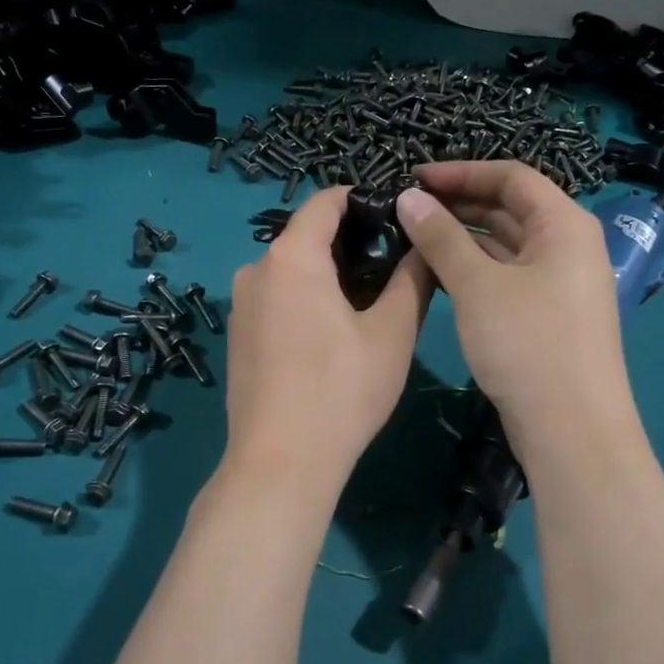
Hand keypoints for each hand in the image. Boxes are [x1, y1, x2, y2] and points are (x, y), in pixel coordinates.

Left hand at [223, 187, 433, 497]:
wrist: (281, 462)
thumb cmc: (342, 391)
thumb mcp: (393, 332)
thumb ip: (413, 278)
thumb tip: (426, 243)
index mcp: (290, 257)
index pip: (327, 201)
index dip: (365, 200)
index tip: (399, 218)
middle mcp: (255, 270)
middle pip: (307, 235)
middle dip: (351, 243)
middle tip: (395, 268)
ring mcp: (240, 305)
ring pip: (291, 270)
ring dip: (329, 275)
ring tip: (370, 304)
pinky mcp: (237, 336)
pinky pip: (276, 298)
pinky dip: (306, 300)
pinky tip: (332, 335)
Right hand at [396, 162, 631, 457]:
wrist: (572, 430)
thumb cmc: (527, 344)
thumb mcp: (477, 286)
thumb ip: (441, 237)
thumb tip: (408, 197)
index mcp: (564, 225)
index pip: (511, 176)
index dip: (461, 172)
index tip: (413, 178)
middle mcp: (569, 246)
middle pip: (511, 208)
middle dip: (459, 204)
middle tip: (407, 208)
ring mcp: (560, 283)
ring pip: (506, 245)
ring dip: (463, 237)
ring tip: (413, 237)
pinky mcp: (548, 315)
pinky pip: (508, 276)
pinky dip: (475, 269)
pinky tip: (439, 274)